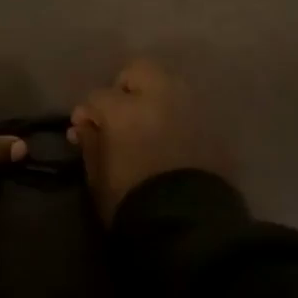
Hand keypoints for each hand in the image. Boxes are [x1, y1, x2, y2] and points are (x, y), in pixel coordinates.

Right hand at [70, 59, 222, 221]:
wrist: (188, 227)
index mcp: (125, 110)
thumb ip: (90, 145)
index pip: (99, 96)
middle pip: (139, 70)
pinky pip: (190, 108)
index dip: (88, 112)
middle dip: (126, 87)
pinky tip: (171, 137)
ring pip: (169, 83)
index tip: (84, 129)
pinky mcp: (214, 126)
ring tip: (148, 123)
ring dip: (155, 97)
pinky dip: (178, 115)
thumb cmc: (132, 203)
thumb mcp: (99, 179)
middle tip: (120, 114)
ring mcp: (191, 108)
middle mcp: (160, 97)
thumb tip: (83, 126)